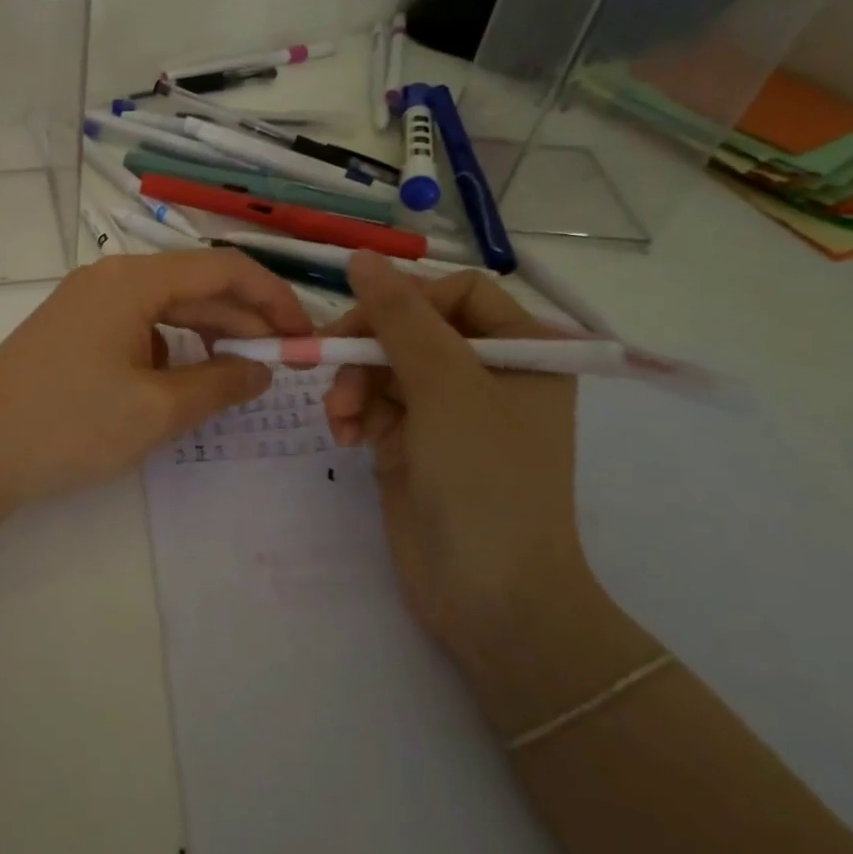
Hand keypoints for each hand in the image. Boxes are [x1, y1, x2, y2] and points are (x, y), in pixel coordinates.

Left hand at [0, 250, 314, 510]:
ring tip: (241, 372)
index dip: (273, 297)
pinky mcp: (73, 328)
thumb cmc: (69, 424)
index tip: (304, 335)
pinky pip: (138, 325)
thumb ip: (220, 384)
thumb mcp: (157, 409)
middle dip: (244, 318)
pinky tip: (183, 381)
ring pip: (167, 306)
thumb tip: (263, 368)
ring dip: (208, 333)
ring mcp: (87, 301)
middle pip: (196, 285)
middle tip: (284, 361)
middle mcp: (111, 276)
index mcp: (134, 279)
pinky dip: (171, 347)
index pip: (224, 268)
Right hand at [322, 252, 585, 666]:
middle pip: (411, 327)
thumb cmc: (485, 477)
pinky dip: (355, 414)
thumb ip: (400, 316)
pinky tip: (344, 436)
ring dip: (354, 385)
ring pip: (384, 366)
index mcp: (523, 350)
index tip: (364, 321)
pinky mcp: (413, 442)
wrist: (490, 596)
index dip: (407, 299)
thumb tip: (361, 257)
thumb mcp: (444, 384)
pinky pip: (374, 405)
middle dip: (368, 348)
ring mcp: (448, 410)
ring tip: (341, 419)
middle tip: (329, 363)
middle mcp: (487, 373)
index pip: (457, 293)